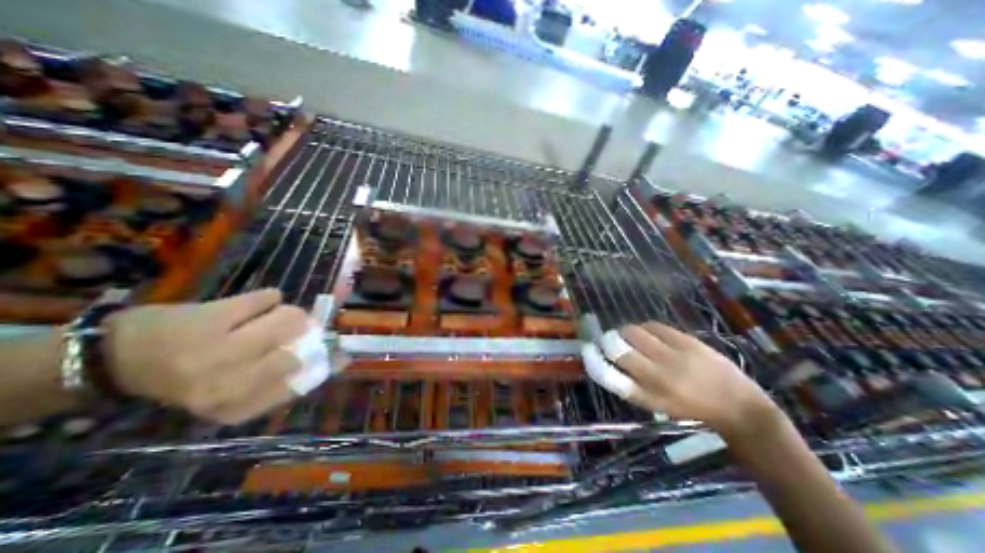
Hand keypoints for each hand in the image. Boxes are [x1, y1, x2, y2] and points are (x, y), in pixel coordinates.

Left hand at [102, 290, 309, 423]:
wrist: (111, 359)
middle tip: (298, 332)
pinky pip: (262, 299)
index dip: (309, 369)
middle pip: (292, 354)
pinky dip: (269, 298)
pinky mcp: (211, 316)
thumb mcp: (224, 398)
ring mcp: (219, 346)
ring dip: (291, 316)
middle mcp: (227, 381)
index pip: (291, 386)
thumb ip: (266, 387)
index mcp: (230, 405)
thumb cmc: (178, 381)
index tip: (312, 358)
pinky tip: (266, 301)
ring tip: (283, 314)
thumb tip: (313, 364)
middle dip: (300, 340)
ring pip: (286, 321)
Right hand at [597, 323, 781, 436]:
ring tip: (630, 336)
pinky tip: (649, 333)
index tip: (587, 350)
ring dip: (625, 332)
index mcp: (648, 397)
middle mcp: (657, 377)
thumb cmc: (692, 408)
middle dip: (608, 341)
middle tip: (609, 340)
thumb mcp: (658, 404)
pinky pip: (654, 326)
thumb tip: (608, 359)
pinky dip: (645, 327)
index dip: (594, 361)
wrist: (739, 405)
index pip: (610, 377)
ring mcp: (674, 356)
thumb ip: (632, 383)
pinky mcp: (687, 341)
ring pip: (633, 332)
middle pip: (618, 349)